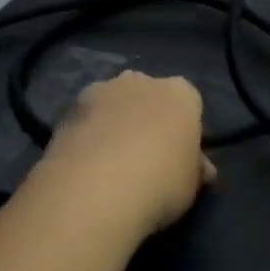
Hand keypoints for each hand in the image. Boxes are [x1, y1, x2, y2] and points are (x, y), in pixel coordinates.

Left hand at [35, 71, 214, 234]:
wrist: (95, 189)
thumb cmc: (161, 182)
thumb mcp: (191, 184)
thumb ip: (195, 169)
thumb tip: (201, 169)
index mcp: (180, 93)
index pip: (189, 103)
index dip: (185, 130)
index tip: (180, 156)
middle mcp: (141, 81)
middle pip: (149, 96)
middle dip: (148, 118)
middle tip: (146, 158)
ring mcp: (100, 91)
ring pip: (114, 104)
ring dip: (115, 123)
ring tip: (111, 164)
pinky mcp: (67, 109)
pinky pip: (86, 120)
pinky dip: (88, 135)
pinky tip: (87, 166)